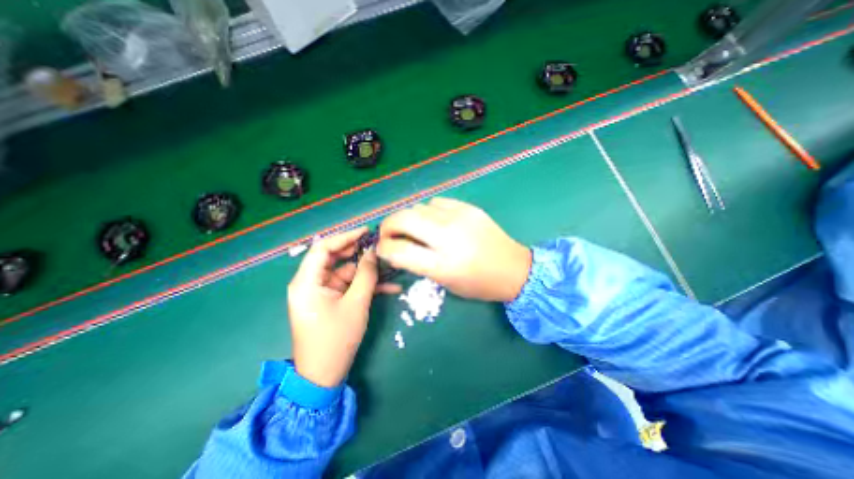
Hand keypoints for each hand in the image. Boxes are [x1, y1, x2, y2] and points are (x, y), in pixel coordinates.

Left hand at [287, 226, 400, 386]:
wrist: (324, 375)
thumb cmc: (336, 339)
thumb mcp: (356, 303)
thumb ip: (366, 275)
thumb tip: (373, 252)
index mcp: (307, 282)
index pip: (323, 248)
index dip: (345, 237)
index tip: (366, 232)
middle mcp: (310, 283)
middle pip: (335, 258)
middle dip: (359, 252)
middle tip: (379, 247)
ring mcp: (321, 292)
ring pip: (346, 273)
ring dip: (367, 271)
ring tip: (390, 267)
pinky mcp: (331, 301)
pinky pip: (348, 287)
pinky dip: (366, 286)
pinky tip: (390, 287)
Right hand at [376, 198, 530, 303]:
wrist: (514, 268)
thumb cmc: (479, 284)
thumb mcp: (445, 283)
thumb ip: (418, 265)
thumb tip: (396, 249)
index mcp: (443, 264)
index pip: (398, 250)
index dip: (383, 248)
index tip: (382, 249)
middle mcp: (448, 237)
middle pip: (403, 218)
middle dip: (388, 225)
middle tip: (390, 234)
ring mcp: (460, 217)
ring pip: (418, 207)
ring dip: (409, 218)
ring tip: (414, 229)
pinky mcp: (468, 208)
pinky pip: (436, 202)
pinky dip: (428, 211)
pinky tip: (435, 221)